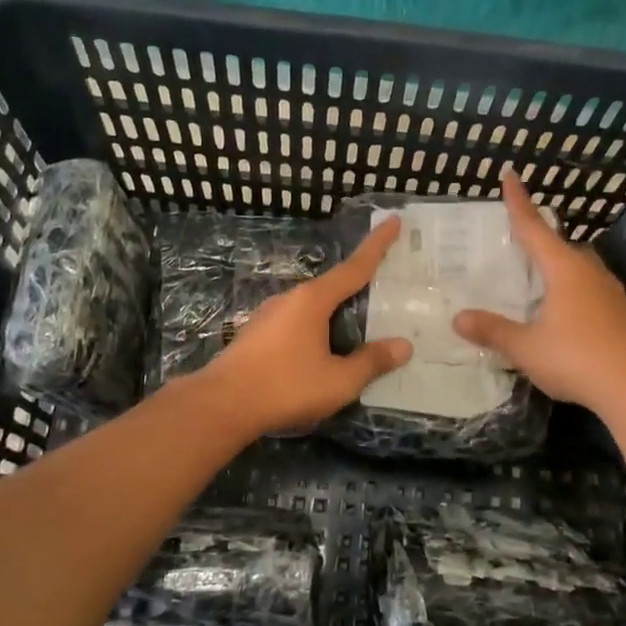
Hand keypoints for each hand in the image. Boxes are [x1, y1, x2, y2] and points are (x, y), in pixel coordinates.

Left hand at [194, 217, 413, 436]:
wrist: (221, 405)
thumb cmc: (285, 387)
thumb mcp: (338, 380)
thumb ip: (371, 362)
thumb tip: (403, 346)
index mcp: (313, 300)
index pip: (354, 267)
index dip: (377, 245)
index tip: (393, 220)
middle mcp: (290, 299)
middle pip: (333, 287)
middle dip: (358, 286)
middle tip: (386, 287)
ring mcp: (269, 316)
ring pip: (313, 308)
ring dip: (335, 313)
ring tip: (358, 328)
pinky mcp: (257, 335)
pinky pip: (297, 324)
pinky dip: (317, 329)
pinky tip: (323, 351)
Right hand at [453, 170, 625, 412]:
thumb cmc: (577, 358)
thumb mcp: (526, 347)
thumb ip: (493, 331)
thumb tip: (458, 318)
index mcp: (564, 269)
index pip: (534, 227)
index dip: (518, 202)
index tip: (510, 175)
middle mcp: (588, 272)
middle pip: (559, 245)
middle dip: (538, 236)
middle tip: (516, 236)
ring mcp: (608, 293)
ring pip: (576, 267)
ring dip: (556, 264)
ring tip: (535, 273)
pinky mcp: (618, 314)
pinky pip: (586, 288)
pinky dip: (567, 287)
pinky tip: (559, 307)